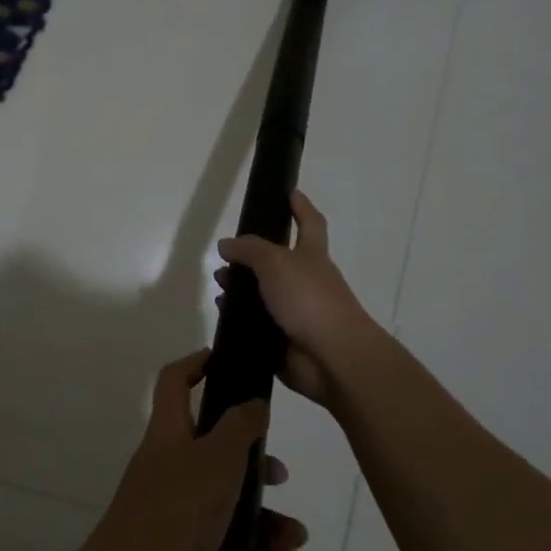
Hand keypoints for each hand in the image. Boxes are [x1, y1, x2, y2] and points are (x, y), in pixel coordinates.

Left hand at [87, 349, 280, 550]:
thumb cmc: (174, 514)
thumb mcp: (216, 461)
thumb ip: (239, 426)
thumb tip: (252, 401)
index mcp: (168, 431)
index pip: (174, 379)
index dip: (197, 363)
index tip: (226, 361)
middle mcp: (166, 461)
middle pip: (209, 441)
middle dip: (249, 454)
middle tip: (278, 472)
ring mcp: (168, 502)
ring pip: (222, 491)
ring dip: (259, 507)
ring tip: (292, 534)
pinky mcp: (174, 541)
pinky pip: (218, 528)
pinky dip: (248, 538)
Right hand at [215, 190, 381, 406]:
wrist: (331, 358)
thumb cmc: (309, 300)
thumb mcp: (276, 262)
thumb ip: (250, 250)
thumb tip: (227, 244)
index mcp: (311, 256)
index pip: (309, 223)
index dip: (300, 207)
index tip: (289, 192)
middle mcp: (306, 282)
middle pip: (277, 263)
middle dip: (252, 258)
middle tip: (225, 257)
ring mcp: (296, 314)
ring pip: (263, 296)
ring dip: (240, 291)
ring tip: (219, 289)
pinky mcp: (283, 342)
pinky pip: (256, 327)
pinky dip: (239, 321)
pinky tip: (222, 317)